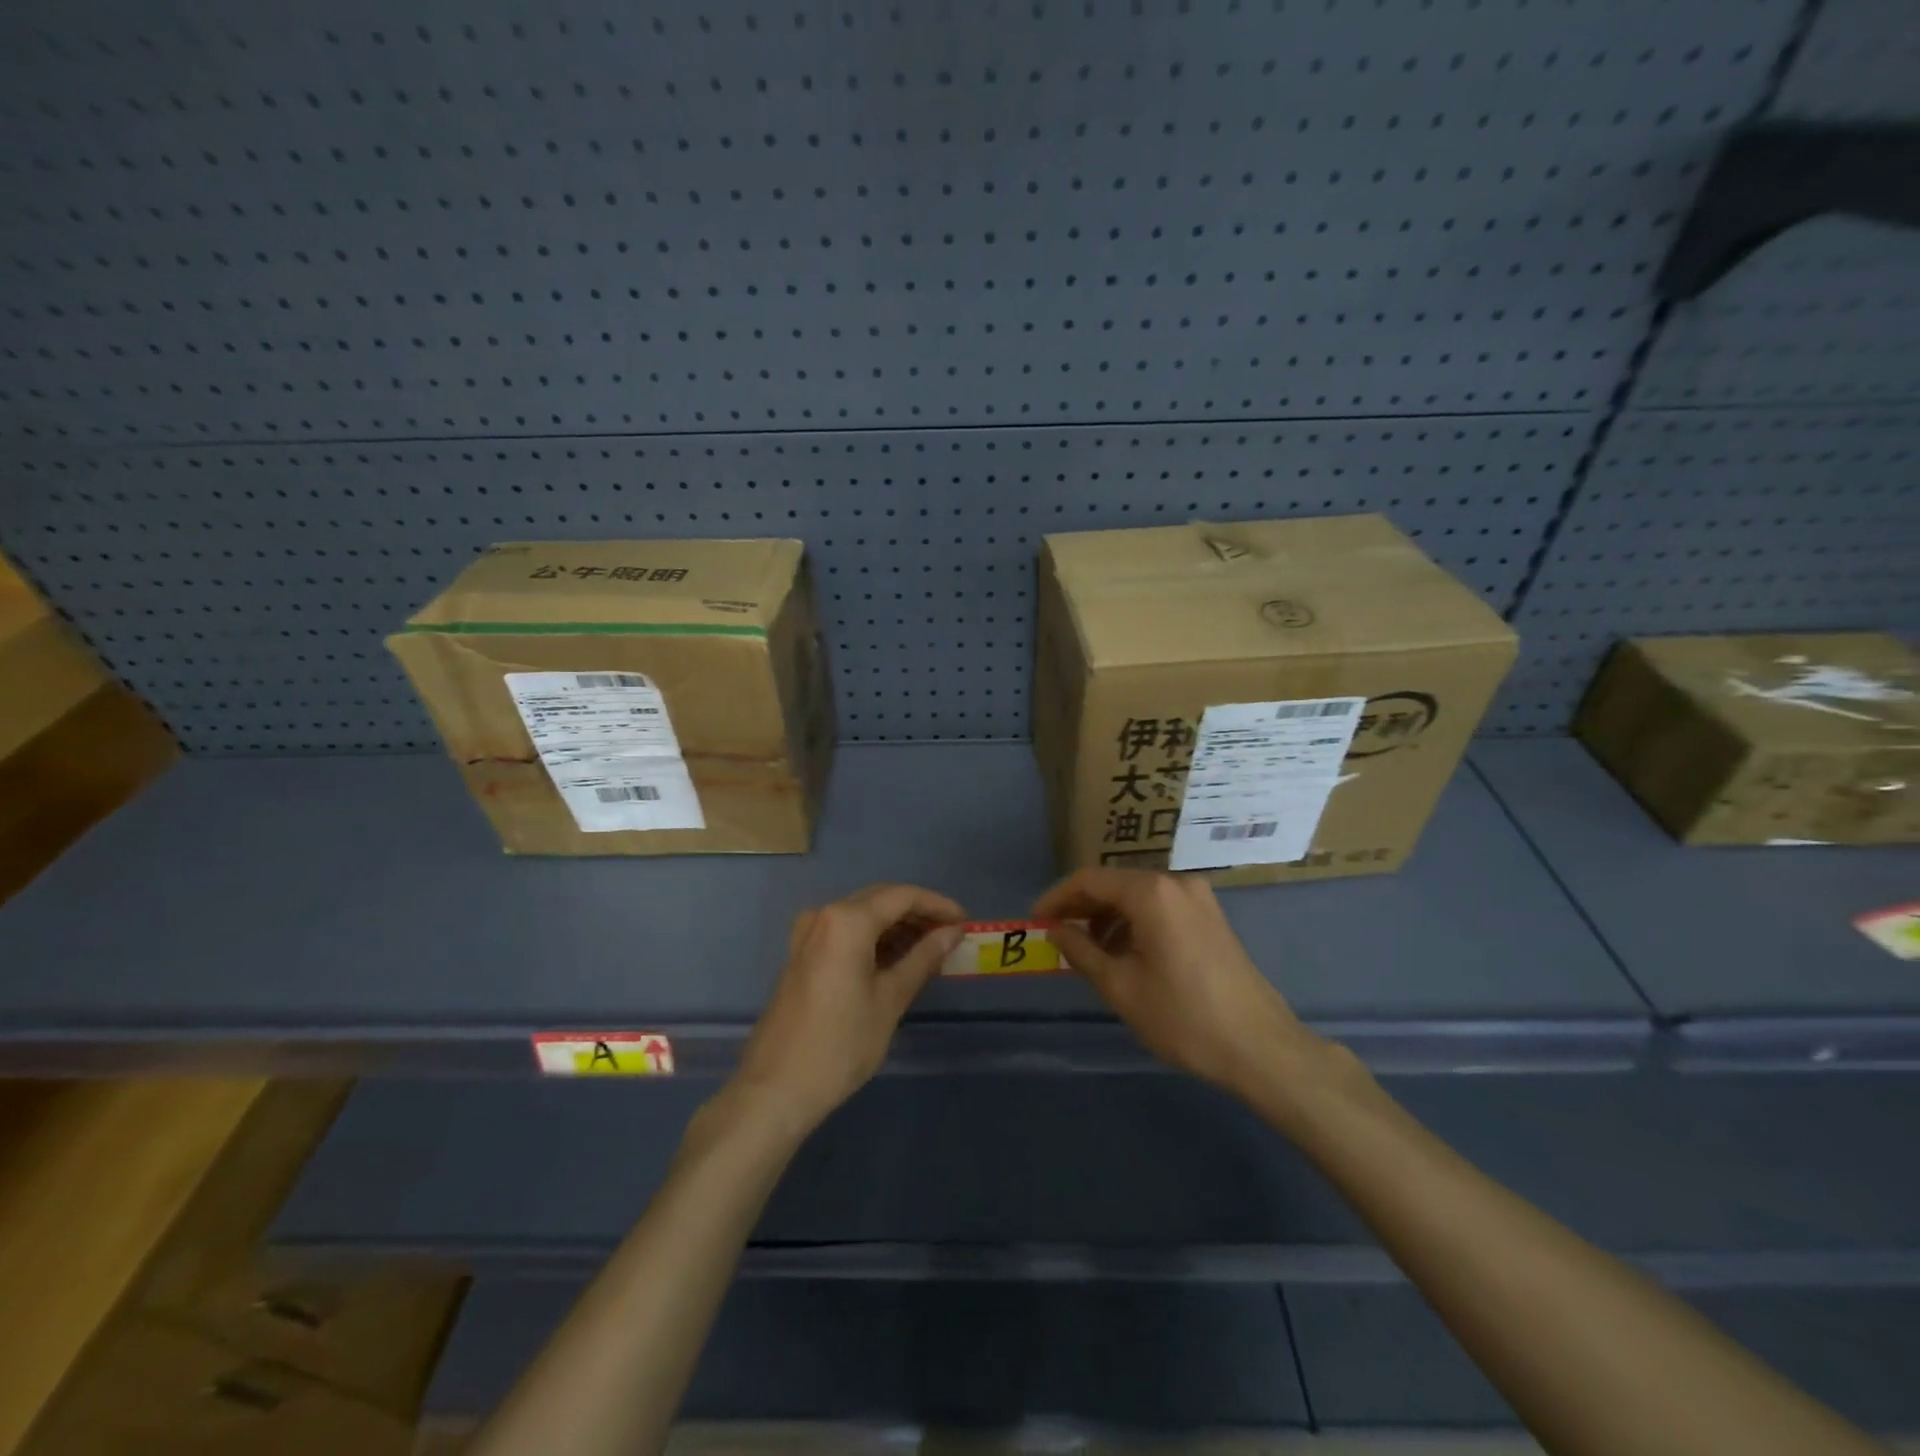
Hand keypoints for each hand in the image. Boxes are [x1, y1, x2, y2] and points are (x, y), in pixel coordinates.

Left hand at [730, 884, 965, 1135]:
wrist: (776, 1088)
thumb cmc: (840, 1045)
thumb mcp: (890, 1000)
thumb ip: (923, 958)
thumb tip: (953, 932)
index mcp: (847, 920)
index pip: (903, 896)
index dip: (938, 905)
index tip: (965, 922)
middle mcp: (825, 915)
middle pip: (881, 899)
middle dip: (918, 913)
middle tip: (951, 935)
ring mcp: (808, 934)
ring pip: (863, 915)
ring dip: (897, 926)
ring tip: (931, 949)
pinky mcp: (802, 954)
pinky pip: (846, 932)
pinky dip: (874, 939)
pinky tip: (897, 959)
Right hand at [1035, 868, 1318, 1095]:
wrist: (1260, 1047)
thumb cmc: (1183, 1017)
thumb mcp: (1120, 986)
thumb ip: (1081, 951)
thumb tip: (1057, 929)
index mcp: (1151, 892)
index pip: (1090, 880)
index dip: (1057, 898)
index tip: (1035, 921)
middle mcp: (1176, 883)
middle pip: (1115, 884)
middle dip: (1082, 908)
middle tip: (1057, 936)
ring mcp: (1199, 899)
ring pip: (1138, 897)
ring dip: (1108, 918)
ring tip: (1088, 952)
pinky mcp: (1211, 918)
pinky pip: (1160, 908)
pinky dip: (1134, 924)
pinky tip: (1124, 955)